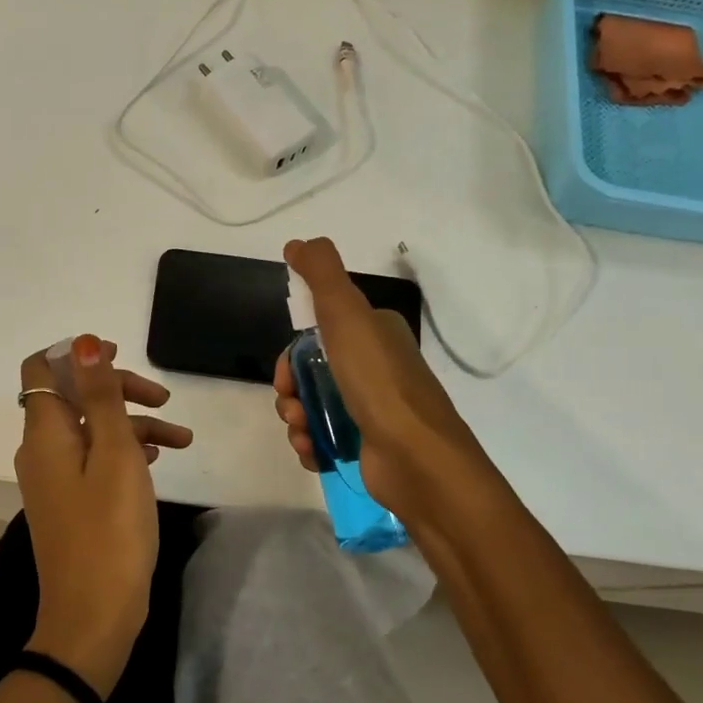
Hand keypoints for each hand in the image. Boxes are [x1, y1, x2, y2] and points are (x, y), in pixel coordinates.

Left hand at [15, 335, 192, 696]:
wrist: (94, 616)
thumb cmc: (110, 530)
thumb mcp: (115, 454)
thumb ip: (101, 396)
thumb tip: (82, 342)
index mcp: (45, 432)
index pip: (42, 368)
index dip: (77, 354)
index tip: (119, 355)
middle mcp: (42, 450)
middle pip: (74, 396)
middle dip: (118, 389)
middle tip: (163, 401)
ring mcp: (55, 479)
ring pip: (91, 429)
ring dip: (132, 424)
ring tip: (181, 441)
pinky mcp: (71, 502)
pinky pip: (95, 459)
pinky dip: (124, 451)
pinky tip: (157, 461)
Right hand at [272, 237, 496, 528]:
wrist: (417, 460)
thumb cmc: (379, 383)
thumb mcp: (347, 315)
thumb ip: (321, 274)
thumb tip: (297, 243)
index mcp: (375, 333)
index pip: (319, 333)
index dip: (293, 352)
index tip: (285, 372)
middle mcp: (375, 367)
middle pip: (311, 372)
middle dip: (290, 389)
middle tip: (290, 404)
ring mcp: (373, 409)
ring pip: (313, 406)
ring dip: (296, 419)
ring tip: (303, 433)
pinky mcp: (368, 445)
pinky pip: (324, 439)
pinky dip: (311, 445)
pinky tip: (313, 452)